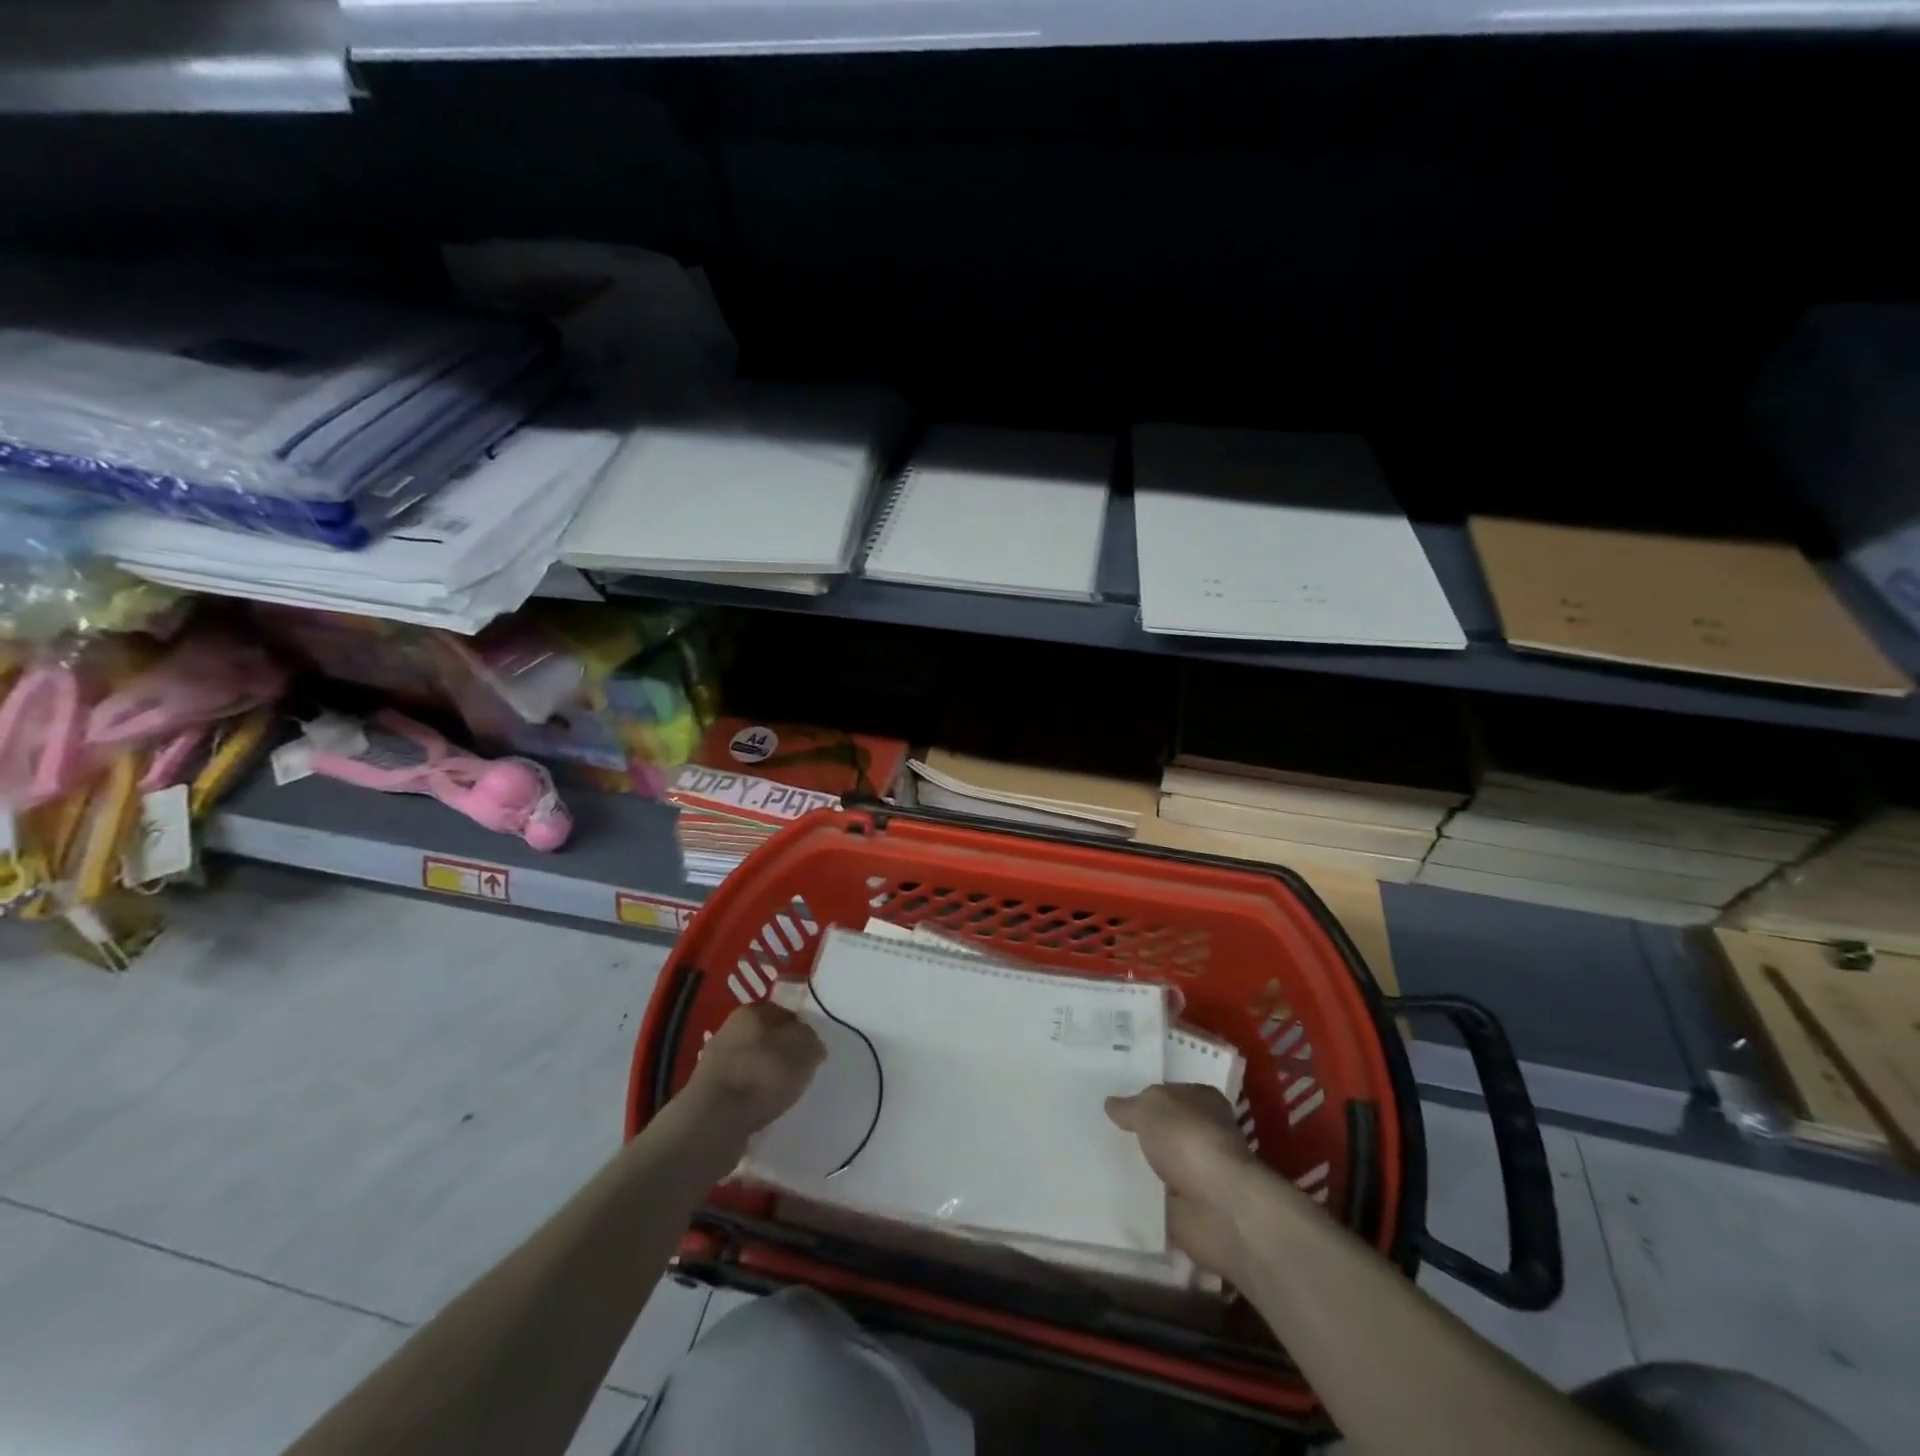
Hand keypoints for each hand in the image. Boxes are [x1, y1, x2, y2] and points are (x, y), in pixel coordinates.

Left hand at [686, 1001, 825, 1135]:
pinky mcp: (708, 1091)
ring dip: (766, 1076)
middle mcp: (730, 1029)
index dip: (802, 1029)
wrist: (714, 1121)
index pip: (785, 1012)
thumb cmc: (763, 1075)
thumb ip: (812, 1040)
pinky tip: (762, 1110)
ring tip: (783, 1096)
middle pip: (767, 1037)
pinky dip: (752, 1097)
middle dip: (783, 1053)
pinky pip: (740, 1088)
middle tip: (801, 1073)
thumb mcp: (804, 1050)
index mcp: (752, 1010)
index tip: (813, 1050)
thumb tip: (811, 1044)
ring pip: (752, 1063)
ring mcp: (715, 1061)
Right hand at [1106, 1084, 1264, 1280]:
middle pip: (1162, 1129)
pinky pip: (1155, 1199)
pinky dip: (1138, 1199)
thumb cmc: (1189, 1141)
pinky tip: (1108, 1191)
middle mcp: (1203, 1134)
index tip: (1111, 1101)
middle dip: (1136, 1132)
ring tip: (1095, 1159)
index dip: (1142, 1095)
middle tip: (1096, 1129)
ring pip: (1157, 1164)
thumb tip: (1111, 1104)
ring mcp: (1197, 1174)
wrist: (1220, 1209)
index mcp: (1202, 1100)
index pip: (1168, 1092)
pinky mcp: (1189, 1209)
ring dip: (1136, 1167)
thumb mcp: (1150, 1108)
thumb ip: (1129, 1106)